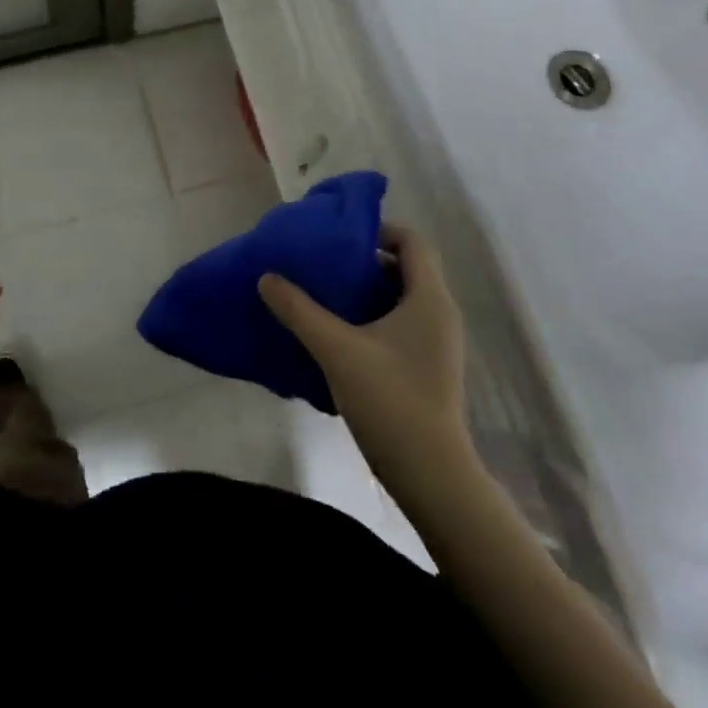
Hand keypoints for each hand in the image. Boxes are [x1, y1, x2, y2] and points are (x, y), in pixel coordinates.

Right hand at [259, 224, 471, 489]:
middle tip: (324, 264)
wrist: (432, 477)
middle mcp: (440, 313)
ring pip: (402, 298)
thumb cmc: (390, 400)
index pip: (412, 241)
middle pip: (405, 268)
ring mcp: (438, 343)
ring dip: (366, 291)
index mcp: (429, 298)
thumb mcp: (336, 350)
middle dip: (365, 261)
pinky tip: (340, 335)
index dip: (378, 230)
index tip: (340, 236)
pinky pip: (402, 324)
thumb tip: (267, 277)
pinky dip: (374, 318)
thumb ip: (299, 310)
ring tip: (325, 295)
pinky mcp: (430, 367)